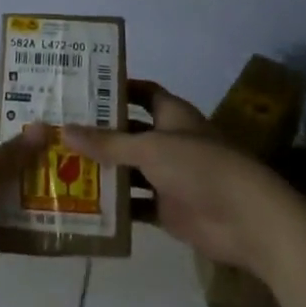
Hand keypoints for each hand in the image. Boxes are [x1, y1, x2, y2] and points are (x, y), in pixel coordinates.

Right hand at [65, 80, 293, 274]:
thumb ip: (107, 142)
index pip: (141, 92)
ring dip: (103, 169)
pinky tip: (83, 204)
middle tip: (59, 128)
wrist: (245, 219)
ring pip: (129, 168)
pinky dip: (115, 205)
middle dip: (100, 131)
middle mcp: (169, 141)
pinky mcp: (168, 209)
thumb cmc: (199, 166)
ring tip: (61, 164)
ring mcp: (169, 176)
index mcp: (171, 114)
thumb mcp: (149, 148)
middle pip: (129, 131)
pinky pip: (135, 203)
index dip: (117, 88)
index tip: (83, 87)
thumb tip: (63, 129)